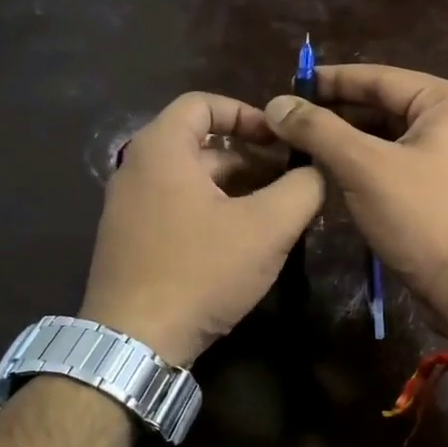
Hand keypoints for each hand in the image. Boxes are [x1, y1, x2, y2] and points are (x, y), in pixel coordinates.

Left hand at [81, 93, 323, 365]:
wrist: (134, 344)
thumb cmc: (200, 271)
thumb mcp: (267, 227)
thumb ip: (302, 188)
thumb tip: (320, 169)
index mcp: (161, 149)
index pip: (203, 102)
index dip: (247, 113)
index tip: (281, 139)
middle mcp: (136, 169)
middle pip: (201, 145)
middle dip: (251, 158)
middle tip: (291, 180)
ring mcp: (128, 208)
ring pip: (192, 181)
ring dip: (237, 188)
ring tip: (277, 213)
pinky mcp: (130, 242)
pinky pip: (178, 208)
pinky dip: (213, 211)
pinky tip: (244, 243)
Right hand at [263, 65, 447, 336]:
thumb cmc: (425, 219)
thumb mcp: (365, 168)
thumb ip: (319, 130)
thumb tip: (277, 103)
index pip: (380, 77)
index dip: (330, 81)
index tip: (289, 84)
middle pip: (386, 105)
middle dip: (338, 114)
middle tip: (289, 120)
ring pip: (392, 137)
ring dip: (350, 141)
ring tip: (303, 145)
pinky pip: (402, 162)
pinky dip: (369, 164)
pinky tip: (334, 172)